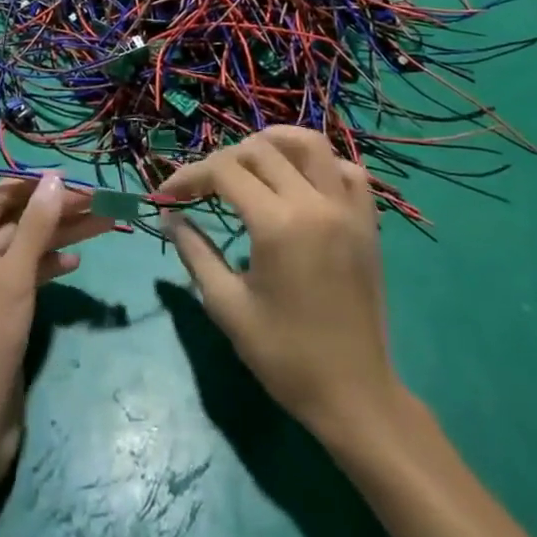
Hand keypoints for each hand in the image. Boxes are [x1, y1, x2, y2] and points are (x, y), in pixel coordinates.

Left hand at [0, 176, 113, 479]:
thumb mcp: (12, 281)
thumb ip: (35, 228)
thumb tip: (54, 180)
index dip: (32, 187)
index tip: (71, 180)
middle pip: (15, 223)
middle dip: (54, 211)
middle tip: (98, 201)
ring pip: (25, 250)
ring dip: (60, 237)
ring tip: (103, 224)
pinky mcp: (1, 313)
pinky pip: (27, 277)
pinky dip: (50, 266)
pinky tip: (76, 263)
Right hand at [159, 128, 399, 438]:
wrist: (354, 394)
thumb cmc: (284, 356)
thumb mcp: (227, 306)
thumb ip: (195, 252)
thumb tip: (169, 217)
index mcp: (277, 225)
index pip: (224, 171)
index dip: (190, 175)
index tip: (168, 193)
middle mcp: (314, 203)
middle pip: (262, 150)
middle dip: (224, 159)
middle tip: (204, 185)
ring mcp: (347, 209)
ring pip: (311, 144)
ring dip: (275, 142)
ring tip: (250, 159)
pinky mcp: (368, 222)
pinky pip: (347, 171)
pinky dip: (321, 164)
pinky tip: (301, 182)